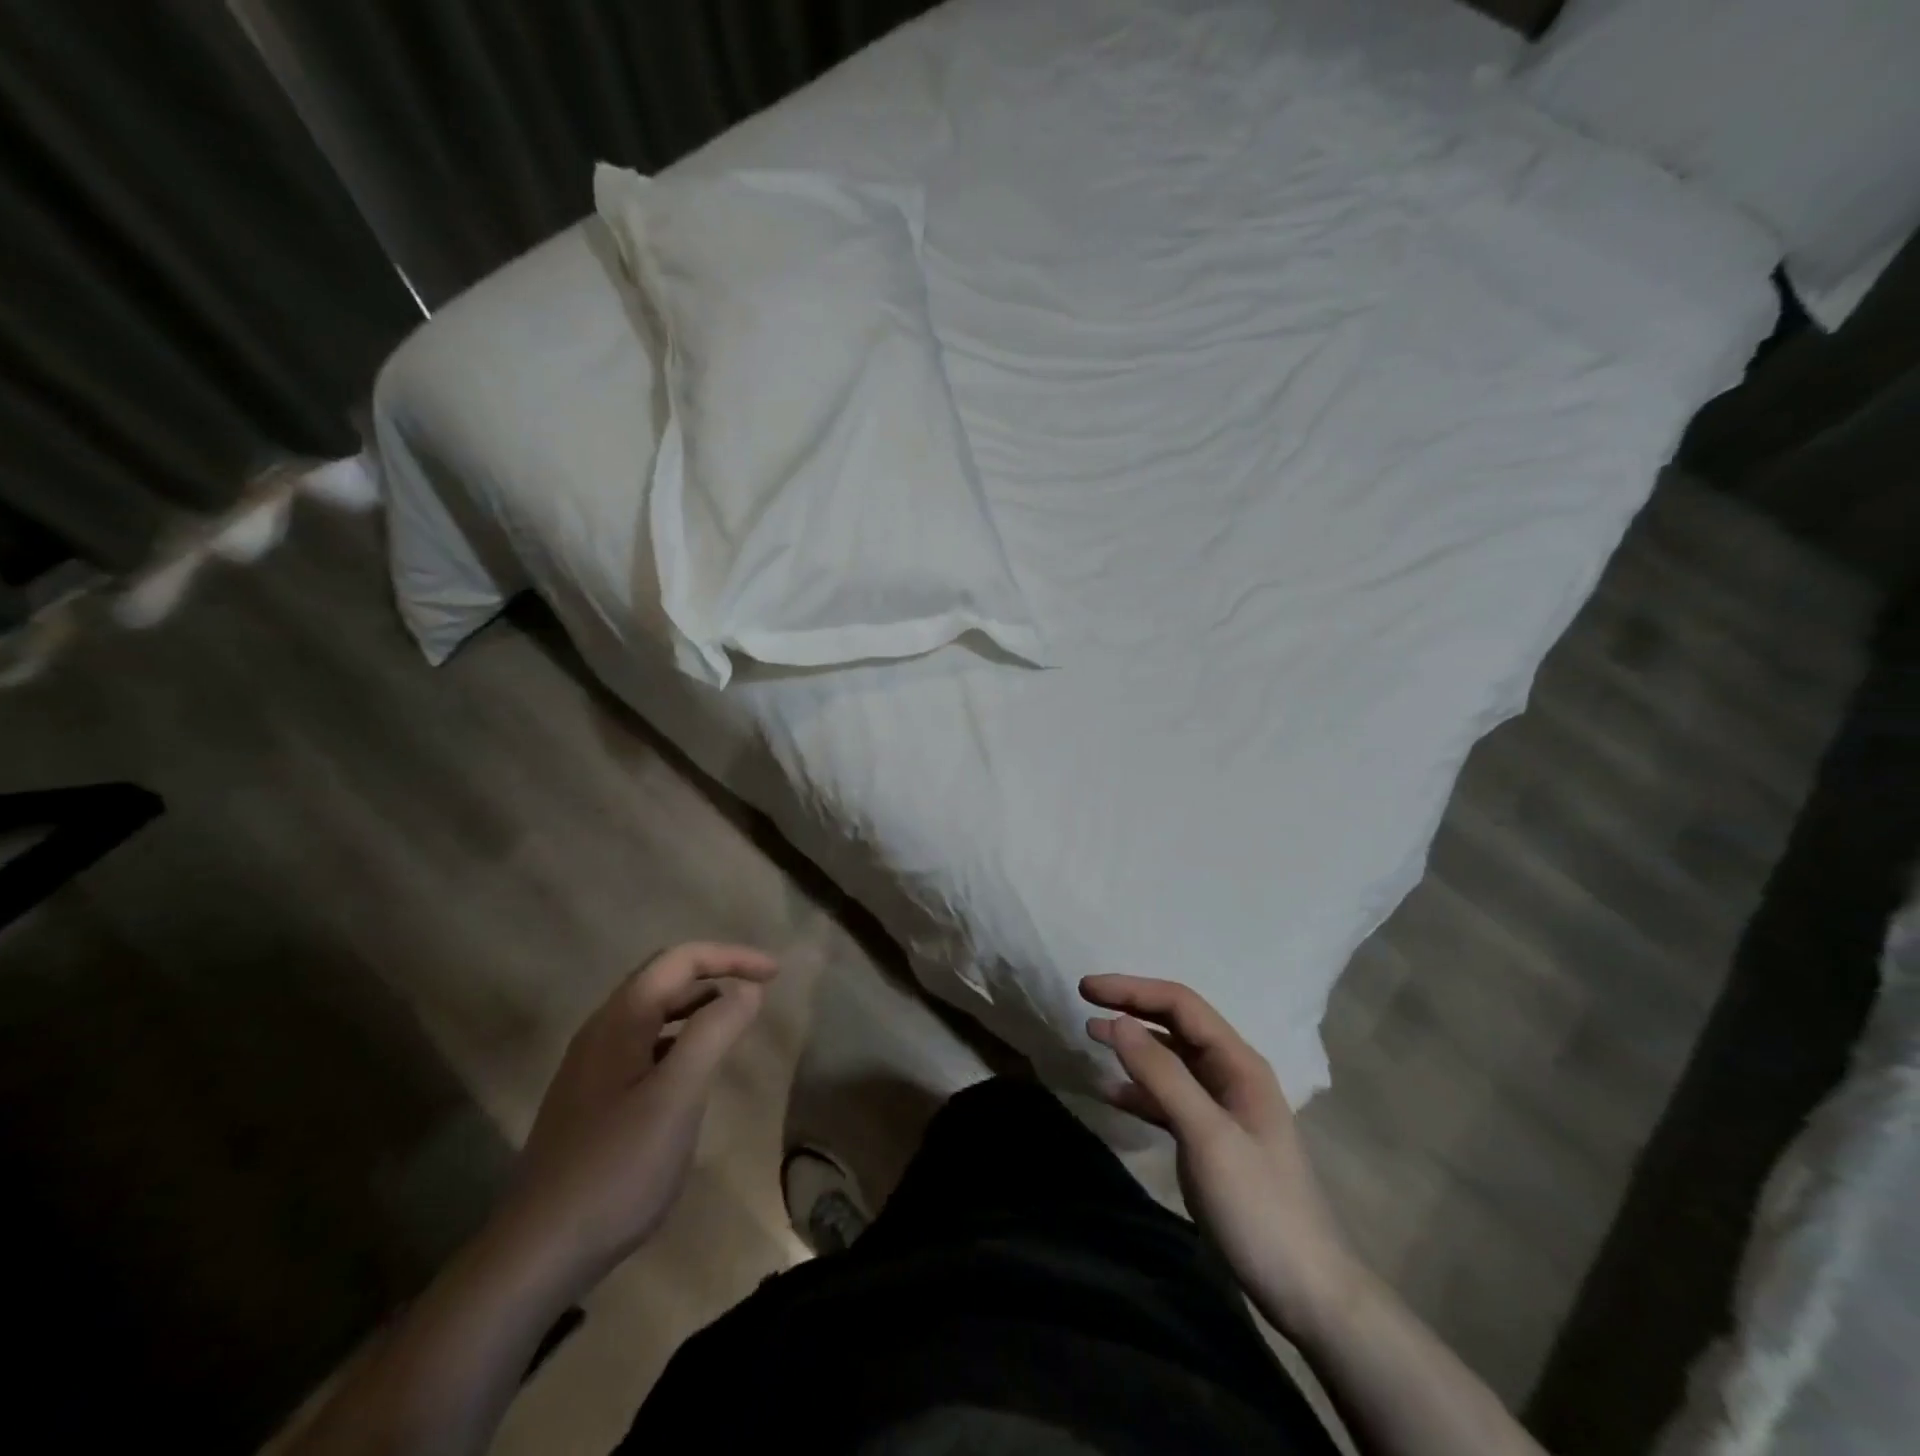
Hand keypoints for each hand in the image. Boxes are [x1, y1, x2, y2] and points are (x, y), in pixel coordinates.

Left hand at [495, 942, 778, 1298]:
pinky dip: (680, 1041)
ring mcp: (592, 1068)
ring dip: (699, 1007)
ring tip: (736, 1023)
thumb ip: (714, 1032)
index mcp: (620, 1021)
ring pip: (654, 1015)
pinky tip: (696, 1073)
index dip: (731, 957)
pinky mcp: (592, 1101)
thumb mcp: (677, 1096)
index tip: (776, 973)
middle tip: (762, 990)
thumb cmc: (616, 1168)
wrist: (536, 1254)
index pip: (681, 960)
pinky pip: (645, 1047)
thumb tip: (748, 989)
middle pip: (665, 980)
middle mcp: (602, 1032)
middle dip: (716, 974)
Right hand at [1082, 974, 1358, 1338]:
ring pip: (1169, 1059)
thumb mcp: (1208, 1136)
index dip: (1132, 990)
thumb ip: (1163, 1075)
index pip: (1181, 1004)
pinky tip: (1110, 1093)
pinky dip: (1138, 1090)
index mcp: (1239, 1063)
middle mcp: (1230, 1074)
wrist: (1304, 1291)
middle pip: (1175, 1025)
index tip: (1087, 988)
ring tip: (1090, 1036)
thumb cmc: (1258, 1206)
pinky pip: (1168, 1098)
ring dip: (1131, 1045)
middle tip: (1084, 1002)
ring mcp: (1221, 1108)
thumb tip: (1118, 1022)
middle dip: (1131, 1008)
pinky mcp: (1209, 1139)